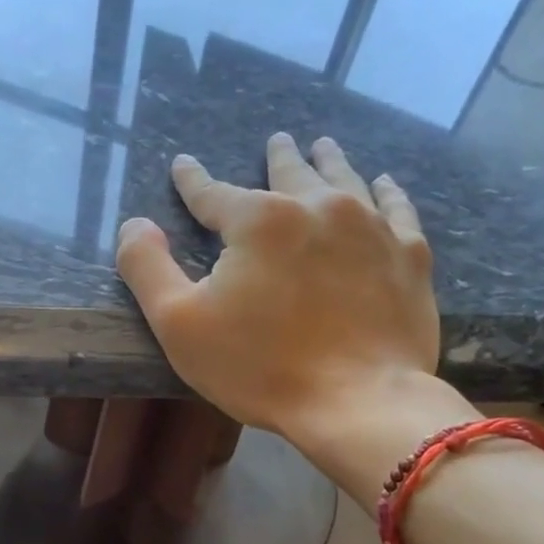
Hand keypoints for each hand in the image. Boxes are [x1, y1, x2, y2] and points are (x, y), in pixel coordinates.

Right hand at [115, 132, 473, 469]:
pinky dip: (387, 192)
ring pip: (346, 181)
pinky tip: (383, 184)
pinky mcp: (409, 257)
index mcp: (259, 221)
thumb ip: (147, 267)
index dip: (192, 181)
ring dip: (329, 161)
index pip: (213, 193)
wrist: (358, 403)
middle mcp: (318, 207)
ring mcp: (371, 228)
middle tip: (276, 140)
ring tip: (322, 146)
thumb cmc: (259, 366)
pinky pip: (397, 209)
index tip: (183, 166)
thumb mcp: (179, 323)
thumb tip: (135, 224)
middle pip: (291, 173)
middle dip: (278, 156)